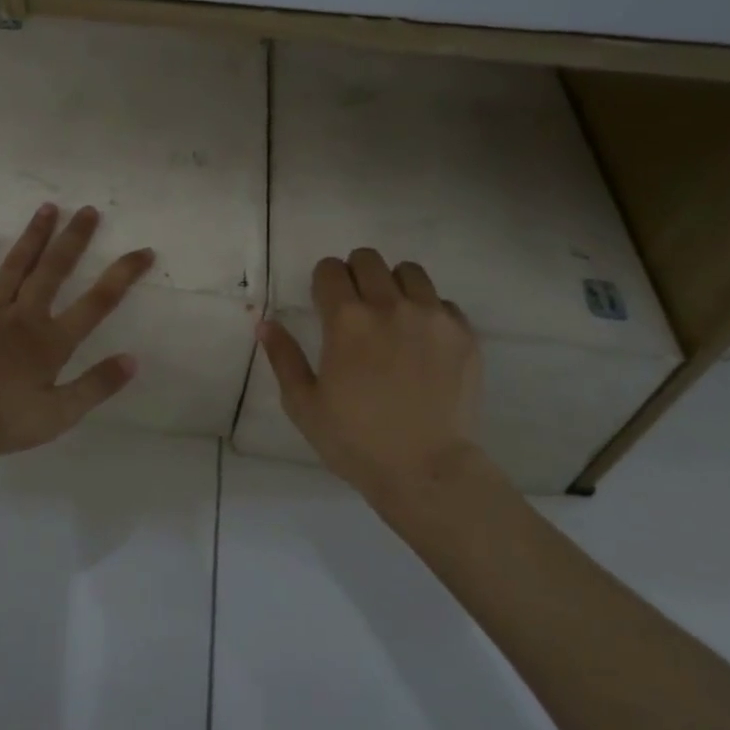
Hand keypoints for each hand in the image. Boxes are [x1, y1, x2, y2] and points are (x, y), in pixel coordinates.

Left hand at [0, 203, 154, 457]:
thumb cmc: (2, 420)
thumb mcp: (59, 414)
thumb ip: (95, 386)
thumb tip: (133, 360)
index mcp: (50, 342)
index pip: (97, 303)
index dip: (122, 275)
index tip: (143, 251)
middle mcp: (23, 317)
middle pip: (54, 271)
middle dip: (73, 240)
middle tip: (89, 210)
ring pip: (16, 267)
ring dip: (33, 237)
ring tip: (47, 208)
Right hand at [258, 248, 481, 502]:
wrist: (427, 470)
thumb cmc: (355, 441)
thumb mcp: (303, 404)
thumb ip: (283, 357)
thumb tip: (265, 323)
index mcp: (346, 320)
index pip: (330, 269)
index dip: (322, 282)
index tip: (324, 303)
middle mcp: (390, 306)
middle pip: (368, 259)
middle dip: (355, 275)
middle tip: (354, 308)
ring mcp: (432, 317)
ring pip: (409, 272)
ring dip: (393, 285)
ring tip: (391, 318)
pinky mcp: (464, 333)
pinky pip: (442, 302)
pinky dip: (427, 311)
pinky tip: (421, 342)